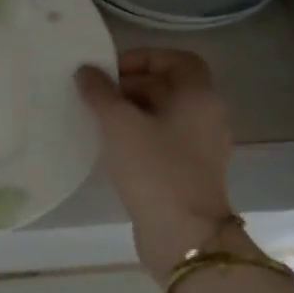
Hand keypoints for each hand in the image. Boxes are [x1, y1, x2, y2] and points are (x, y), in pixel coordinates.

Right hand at [76, 49, 237, 282]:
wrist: (182, 234)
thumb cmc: (154, 169)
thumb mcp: (119, 125)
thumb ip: (100, 93)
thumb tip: (86, 71)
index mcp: (199, 97)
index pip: (177, 59)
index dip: (144, 57)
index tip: (110, 70)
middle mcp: (207, 117)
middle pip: (170, 86)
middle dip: (132, 85)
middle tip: (96, 94)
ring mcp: (201, 147)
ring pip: (164, 115)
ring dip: (132, 111)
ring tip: (98, 119)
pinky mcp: (189, 172)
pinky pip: (163, 140)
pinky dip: (138, 135)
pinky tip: (111, 147)